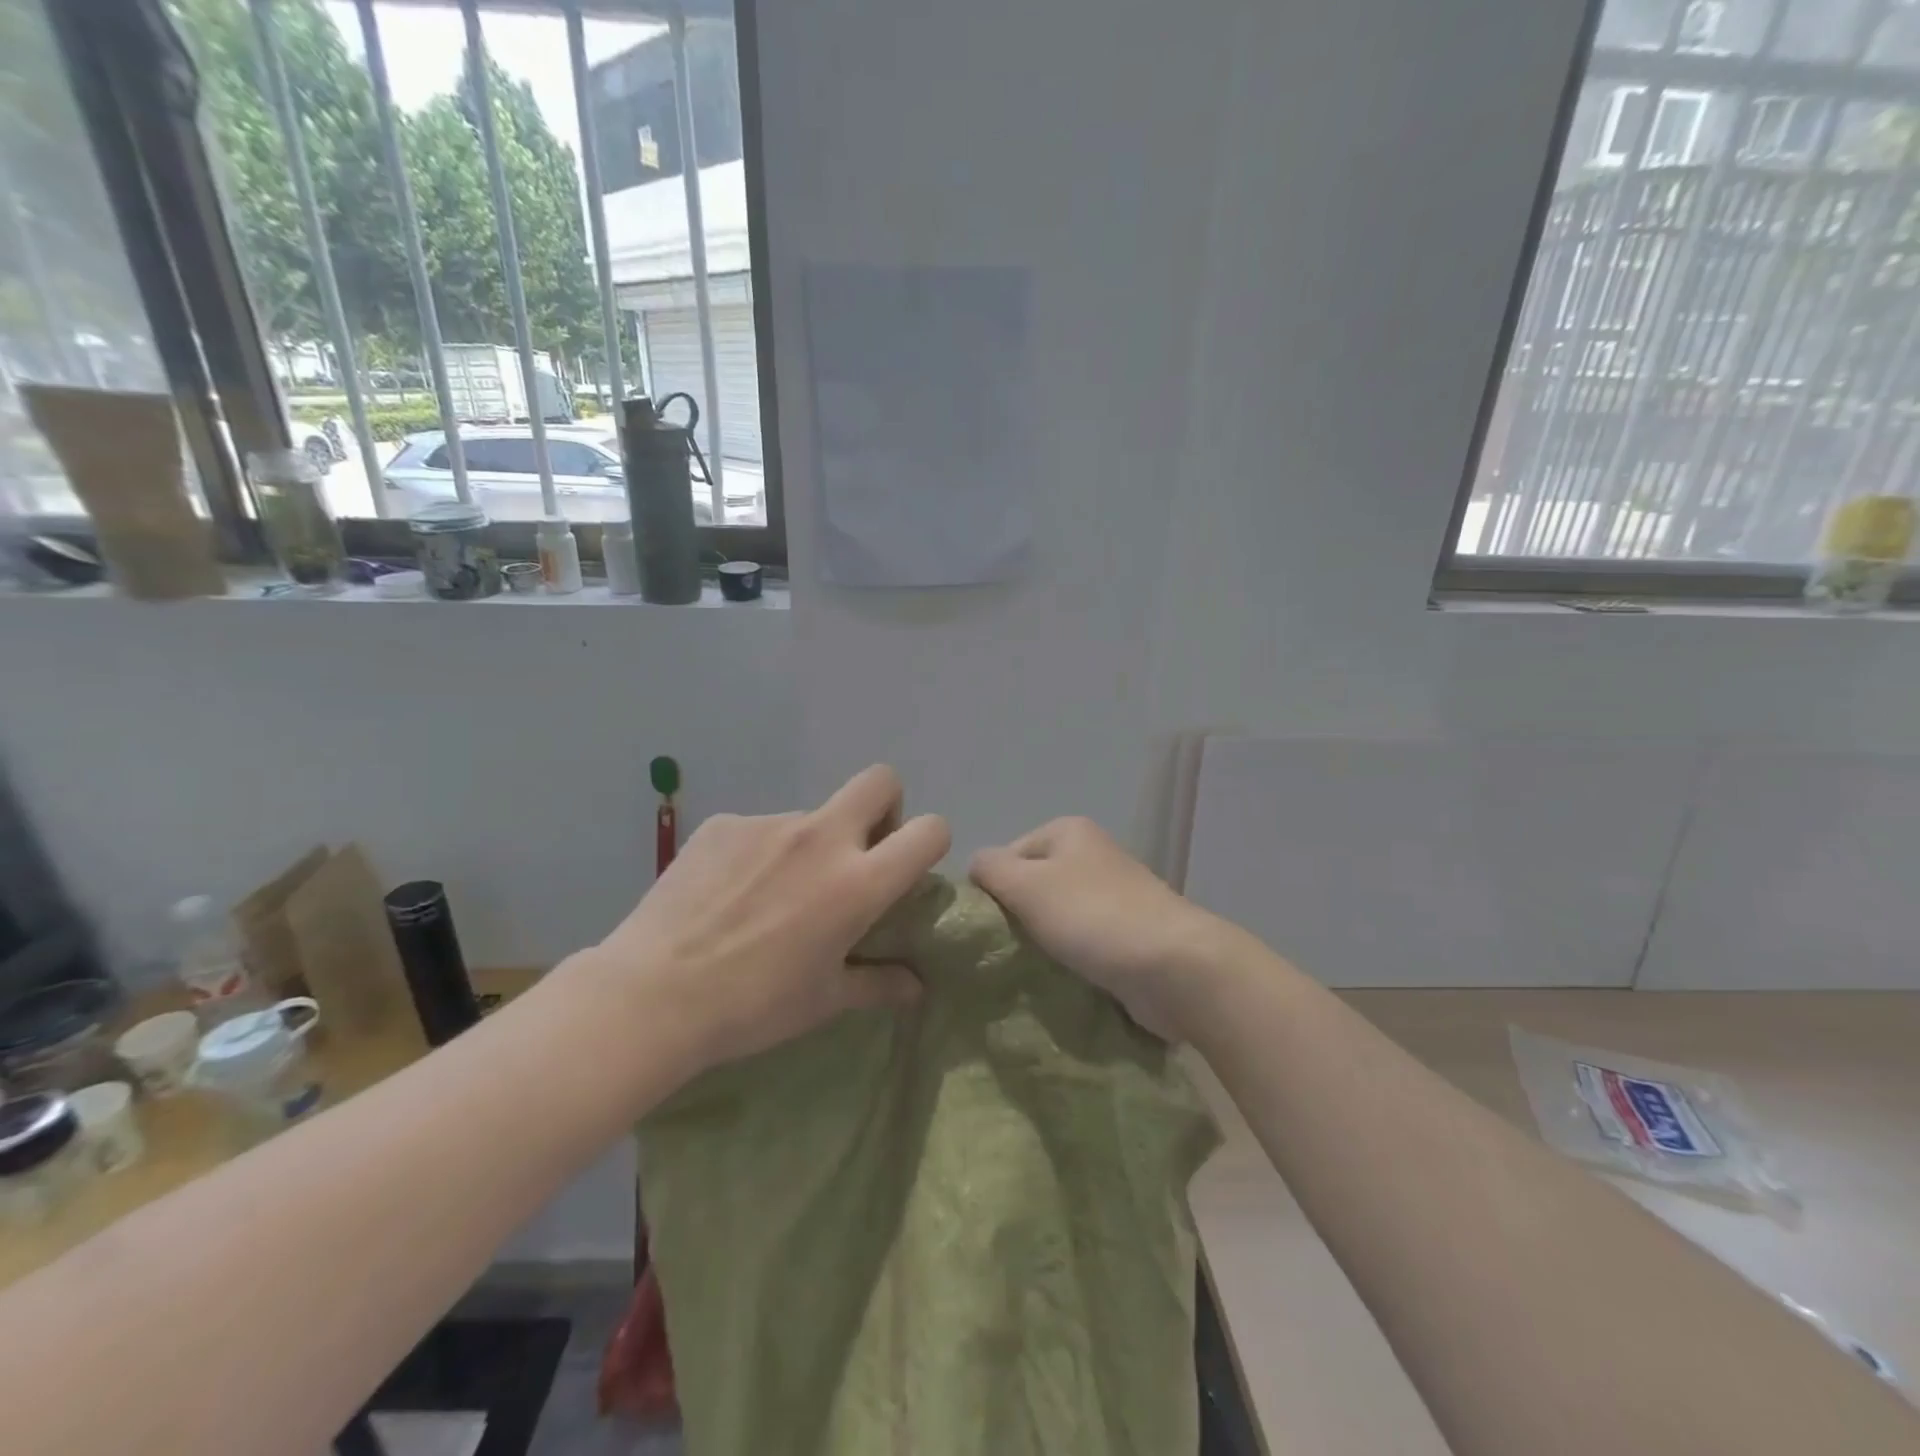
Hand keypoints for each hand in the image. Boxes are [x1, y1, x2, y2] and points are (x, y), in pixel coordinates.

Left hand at [597, 765, 949, 1071]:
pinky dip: (760, 855)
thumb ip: (879, 984)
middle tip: (858, 853)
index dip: (930, 842)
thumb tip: (916, 986)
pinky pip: (760, 830)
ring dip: (811, 846)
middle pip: (880, 781)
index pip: (928, 830)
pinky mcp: (724, 824)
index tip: (906, 870)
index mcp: (857, 882)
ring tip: (770, 899)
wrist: (651, 996)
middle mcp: (821, 838)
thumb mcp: (825, 1001)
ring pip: (812, 816)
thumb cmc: (752, 1006)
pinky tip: (729, 895)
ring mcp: (768, 824)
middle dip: (885, 807)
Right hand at [970, 817, 1236, 1039]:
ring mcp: (1114, 895)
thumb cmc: (1093, 916)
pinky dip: (1069, 961)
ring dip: (1041, 944)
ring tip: (1028, 971)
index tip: (988, 928)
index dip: (992, 890)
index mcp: (1068, 831)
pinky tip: (1059, 982)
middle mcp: (1092, 855)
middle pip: (1032, 886)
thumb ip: (989, 868)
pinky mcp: (1128, 934)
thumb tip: (976, 869)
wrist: (1175, 968)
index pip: (1007, 855)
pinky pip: (1083, 944)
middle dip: (1017, 918)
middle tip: (1003, 953)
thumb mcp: (1026, 884)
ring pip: (1056, 918)